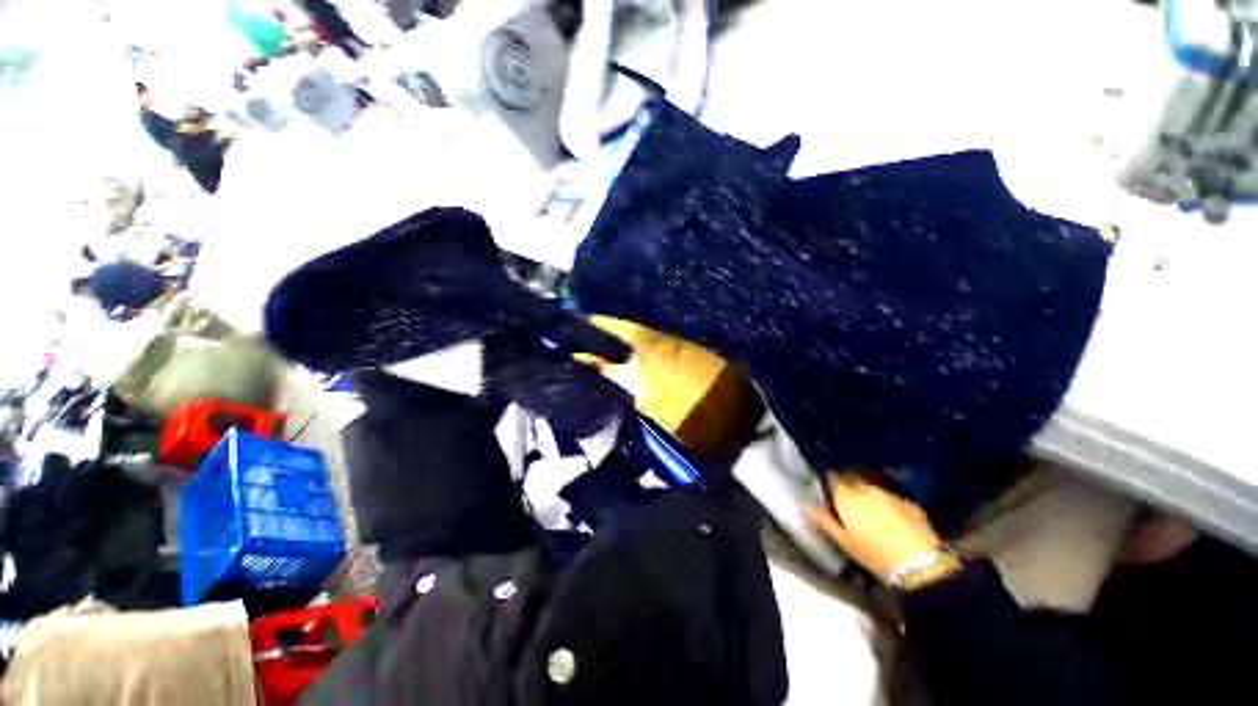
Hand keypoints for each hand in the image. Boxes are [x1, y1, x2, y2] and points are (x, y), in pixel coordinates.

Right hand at [808, 474, 944, 583]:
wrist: (920, 563)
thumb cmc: (874, 553)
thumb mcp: (843, 541)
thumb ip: (823, 520)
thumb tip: (804, 505)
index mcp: (847, 495)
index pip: (833, 477)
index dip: (829, 481)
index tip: (828, 489)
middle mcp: (866, 488)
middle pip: (852, 478)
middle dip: (847, 483)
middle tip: (845, 497)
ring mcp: (890, 494)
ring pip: (872, 486)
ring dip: (867, 492)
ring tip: (867, 507)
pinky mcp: (910, 503)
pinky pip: (891, 497)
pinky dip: (886, 502)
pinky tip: (890, 516)